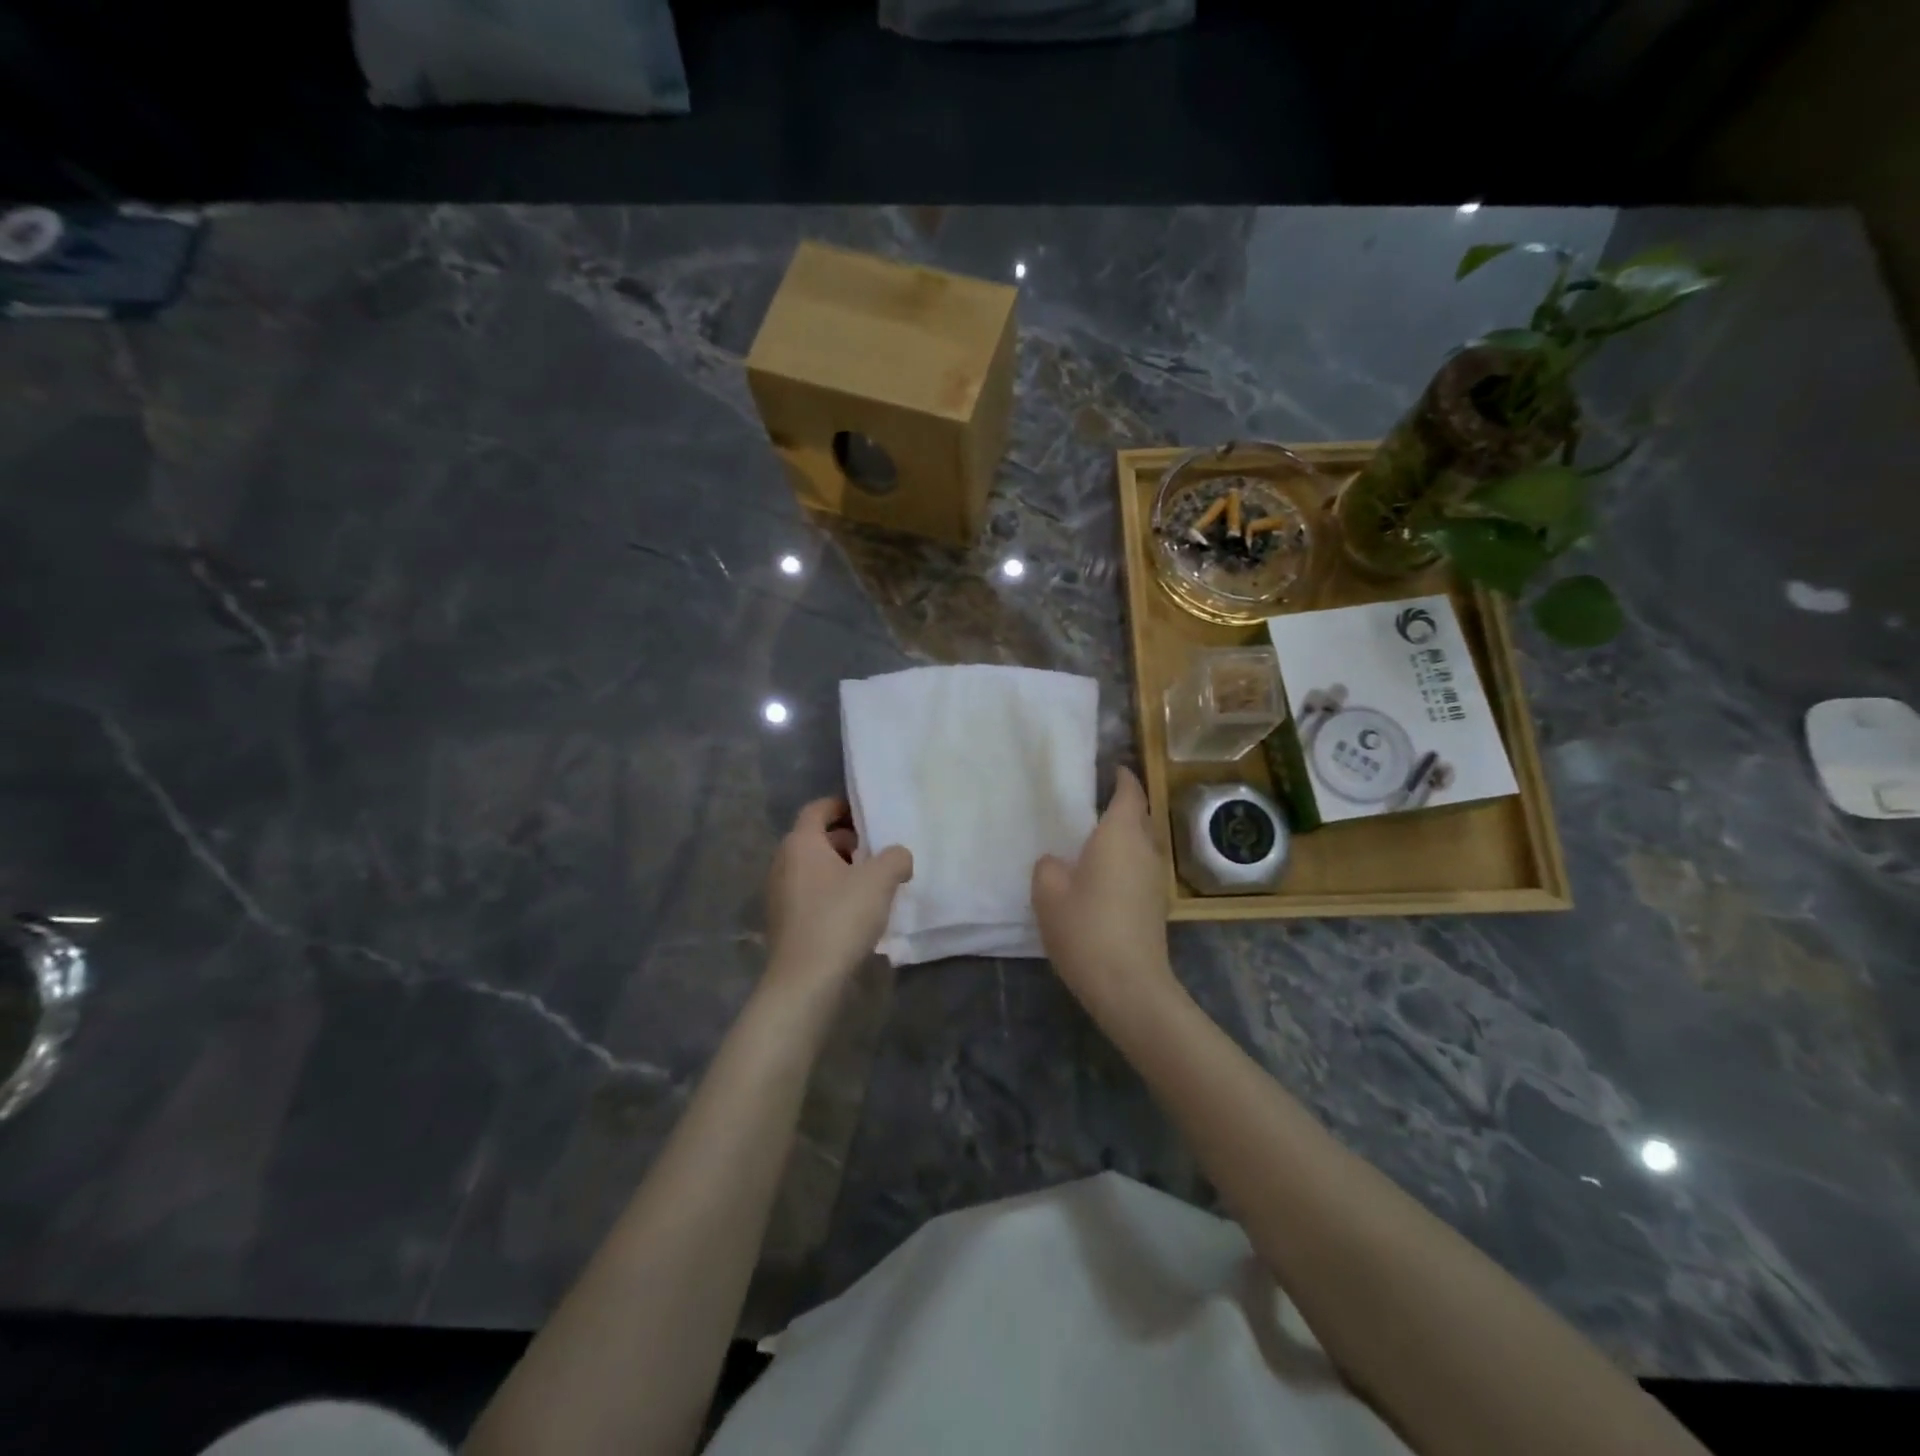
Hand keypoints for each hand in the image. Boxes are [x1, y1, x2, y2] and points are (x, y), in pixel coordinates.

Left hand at [765, 798, 912, 995]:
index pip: (817, 809)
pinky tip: (855, 912)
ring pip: (813, 869)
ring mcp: (779, 895)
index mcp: (800, 843)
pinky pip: (810, 895)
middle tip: (876, 851)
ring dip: (840, 869)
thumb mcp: (880, 880)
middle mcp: (783, 863)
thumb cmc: (840, 918)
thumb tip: (898, 856)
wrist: (806, 981)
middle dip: (846, 841)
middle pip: (815, 839)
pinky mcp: (784, 923)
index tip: (867, 814)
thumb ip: (895, 857)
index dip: (842, 806)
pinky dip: (831, 893)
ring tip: (872, 883)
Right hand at [1032, 767, 1177, 1028]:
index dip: (1122, 777)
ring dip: (1124, 837)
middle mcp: (1145, 849)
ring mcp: (1156, 879)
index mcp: (1120, 834)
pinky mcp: (1157, 905)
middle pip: (1139, 816)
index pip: (1129, 792)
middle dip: (1122, 806)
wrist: (1129, 985)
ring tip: (1093, 841)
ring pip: (1141, 844)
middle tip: (1092, 805)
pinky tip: (1102, 877)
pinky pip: (1140, 868)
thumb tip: (1057, 862)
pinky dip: (1125, 862)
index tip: (1111, 768)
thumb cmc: (1086, 928)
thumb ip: (1048, 867)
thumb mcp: (1048, 893)